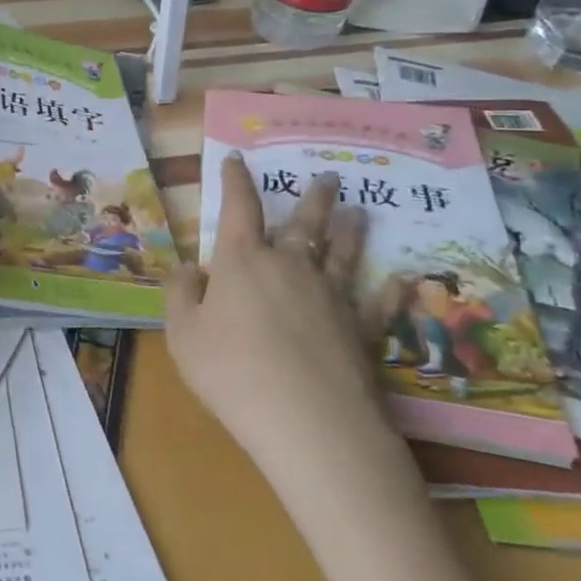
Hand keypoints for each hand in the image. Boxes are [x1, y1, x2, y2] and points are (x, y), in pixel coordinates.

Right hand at [165, 155, 422, 527]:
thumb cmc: (231, 371)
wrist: (308, 422)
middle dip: (311, 198)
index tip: (237, 158)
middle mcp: (291, 267)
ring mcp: (332, 296)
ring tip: (360, 211)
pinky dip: (389, 290)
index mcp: (243, 262)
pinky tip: (400, 279)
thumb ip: (180, 293)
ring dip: (351, 231)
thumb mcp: (182, 333)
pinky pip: (377, 304)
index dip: (235, 181)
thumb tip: (190, 267)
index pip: (238, 208)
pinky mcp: (362, 330)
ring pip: (343, 253)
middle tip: (328, 177)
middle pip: (302, 223)